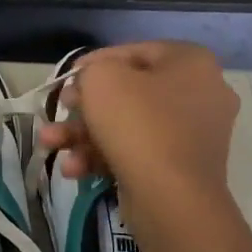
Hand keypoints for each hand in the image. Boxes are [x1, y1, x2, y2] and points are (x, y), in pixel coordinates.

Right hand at [36, 41, 240, 233]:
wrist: (170, 198)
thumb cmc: (138, 124)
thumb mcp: (102, 79)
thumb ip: (92, 70)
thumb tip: (92, 82)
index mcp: (191, 62)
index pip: (133, 52)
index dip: (93, 63)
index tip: (66, 80)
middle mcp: (201, 94)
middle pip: (128, 93)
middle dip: (83, 107)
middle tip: (59, 111)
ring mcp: (193, 135)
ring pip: (127, 126)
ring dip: (84, 135)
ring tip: (50, 145)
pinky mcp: (181, 169)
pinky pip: (137, 152)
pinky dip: (104, 157)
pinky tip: (74, 170)